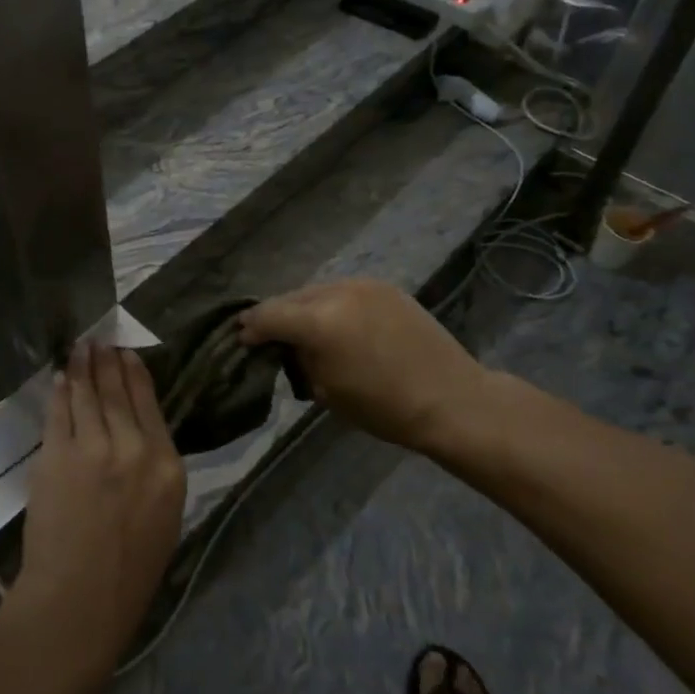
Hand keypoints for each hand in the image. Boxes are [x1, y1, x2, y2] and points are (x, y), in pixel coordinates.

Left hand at [14, 342, 186, 674]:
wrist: (79, 601)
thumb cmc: (131, 572)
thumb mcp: (164, 516)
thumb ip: (155, 469)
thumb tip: (137, 433)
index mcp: (167, 466)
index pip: (150, 404)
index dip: (135, 374)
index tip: (127, 354)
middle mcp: (134, 448)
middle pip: (117, 391)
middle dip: (106, 362)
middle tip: (99, 341)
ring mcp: (93, 448)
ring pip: (86, 395)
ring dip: (81, 367)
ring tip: (80, 348)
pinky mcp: (57, 456)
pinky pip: (59, 413)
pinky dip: (59, 392)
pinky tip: (59, 378)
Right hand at [241, 279, 504, 458]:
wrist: (452, 399)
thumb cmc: (384, 408)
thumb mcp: (327, 391)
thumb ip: (300, 360)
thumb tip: (288, 346)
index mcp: (318, 322)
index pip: (266, 315)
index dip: (250, 328)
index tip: (242, 339)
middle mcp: (336, 292)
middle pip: (290, 298)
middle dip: (277, 317)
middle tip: (271, 338)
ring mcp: (363, 285)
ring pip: (316, 292)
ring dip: (305, 309)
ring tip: (307, 332)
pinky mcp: (384, 287)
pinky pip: (343, 292)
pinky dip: (332, 306)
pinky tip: (339, 326)